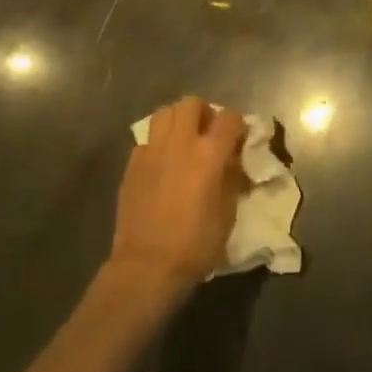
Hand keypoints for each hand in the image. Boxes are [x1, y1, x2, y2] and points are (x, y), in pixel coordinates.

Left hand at [109, 97, 246, 299]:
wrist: (147, 268)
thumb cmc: (195, 245)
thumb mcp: (228, 213)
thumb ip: (232, 178)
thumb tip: (233, 161)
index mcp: (209, 154)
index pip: (230, 117)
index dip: (238, 125)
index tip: (240, 139)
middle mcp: (180, 143)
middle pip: (191, 103)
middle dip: (204, 112)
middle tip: (208, 134)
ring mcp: (152, 152)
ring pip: (164, 113)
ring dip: (177, 121)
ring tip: (183, 141)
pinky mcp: (132, 165)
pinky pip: (147, 140)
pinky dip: (157, 144)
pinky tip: (161, 164)